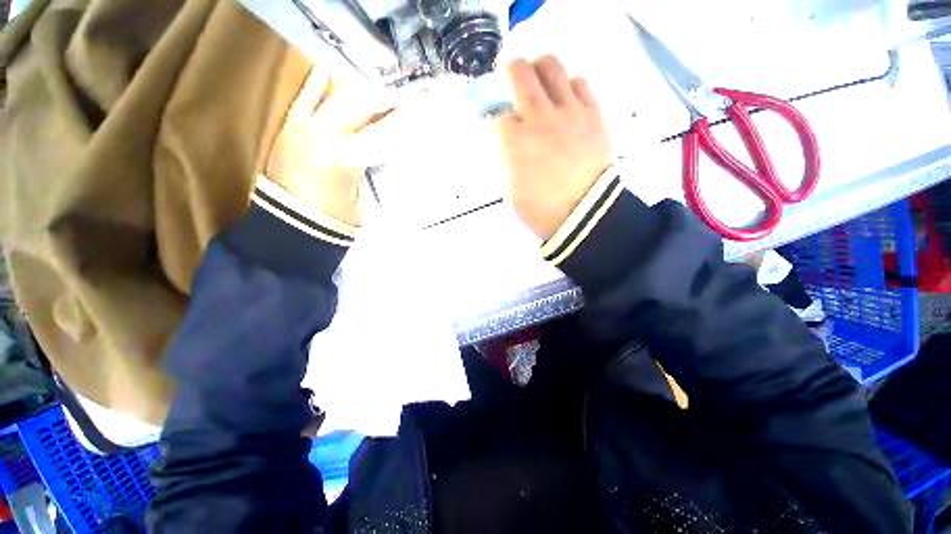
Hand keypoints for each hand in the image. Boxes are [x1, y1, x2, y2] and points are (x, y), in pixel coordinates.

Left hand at [266, 70, 392, 226]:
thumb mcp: (362, 201)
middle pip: (359, 109)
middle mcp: (323, 136)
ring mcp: (303, 130)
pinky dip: (312, 89)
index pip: (381, 135)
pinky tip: (322, 74)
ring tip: (374, 91)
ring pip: (334, 101)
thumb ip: (369, 174)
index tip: (413, 118)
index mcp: (344, 158)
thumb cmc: (332, 220)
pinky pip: (302, 103)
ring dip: (357, 95)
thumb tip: (378, 157)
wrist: (289, 226)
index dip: (399, 126)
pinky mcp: (288, 131)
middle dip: (381, 103)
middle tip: (399, 100)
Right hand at [497, 56, 611, 240]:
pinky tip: (566, 97)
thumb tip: (506, 144)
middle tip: (511, 75)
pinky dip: (569, 84)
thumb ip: (505, 160)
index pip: (498, 116)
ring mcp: (568, 112)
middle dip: (510, 69)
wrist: (585, 215)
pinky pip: (580, 82)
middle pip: (520, 73)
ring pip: (552, 66)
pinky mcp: (592, 114)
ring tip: (540, 79)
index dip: (496, 119)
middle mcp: (539, 118)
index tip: (498, 125)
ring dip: (540, 68)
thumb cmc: (541, 210)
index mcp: (515, 141)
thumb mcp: (510, 191)